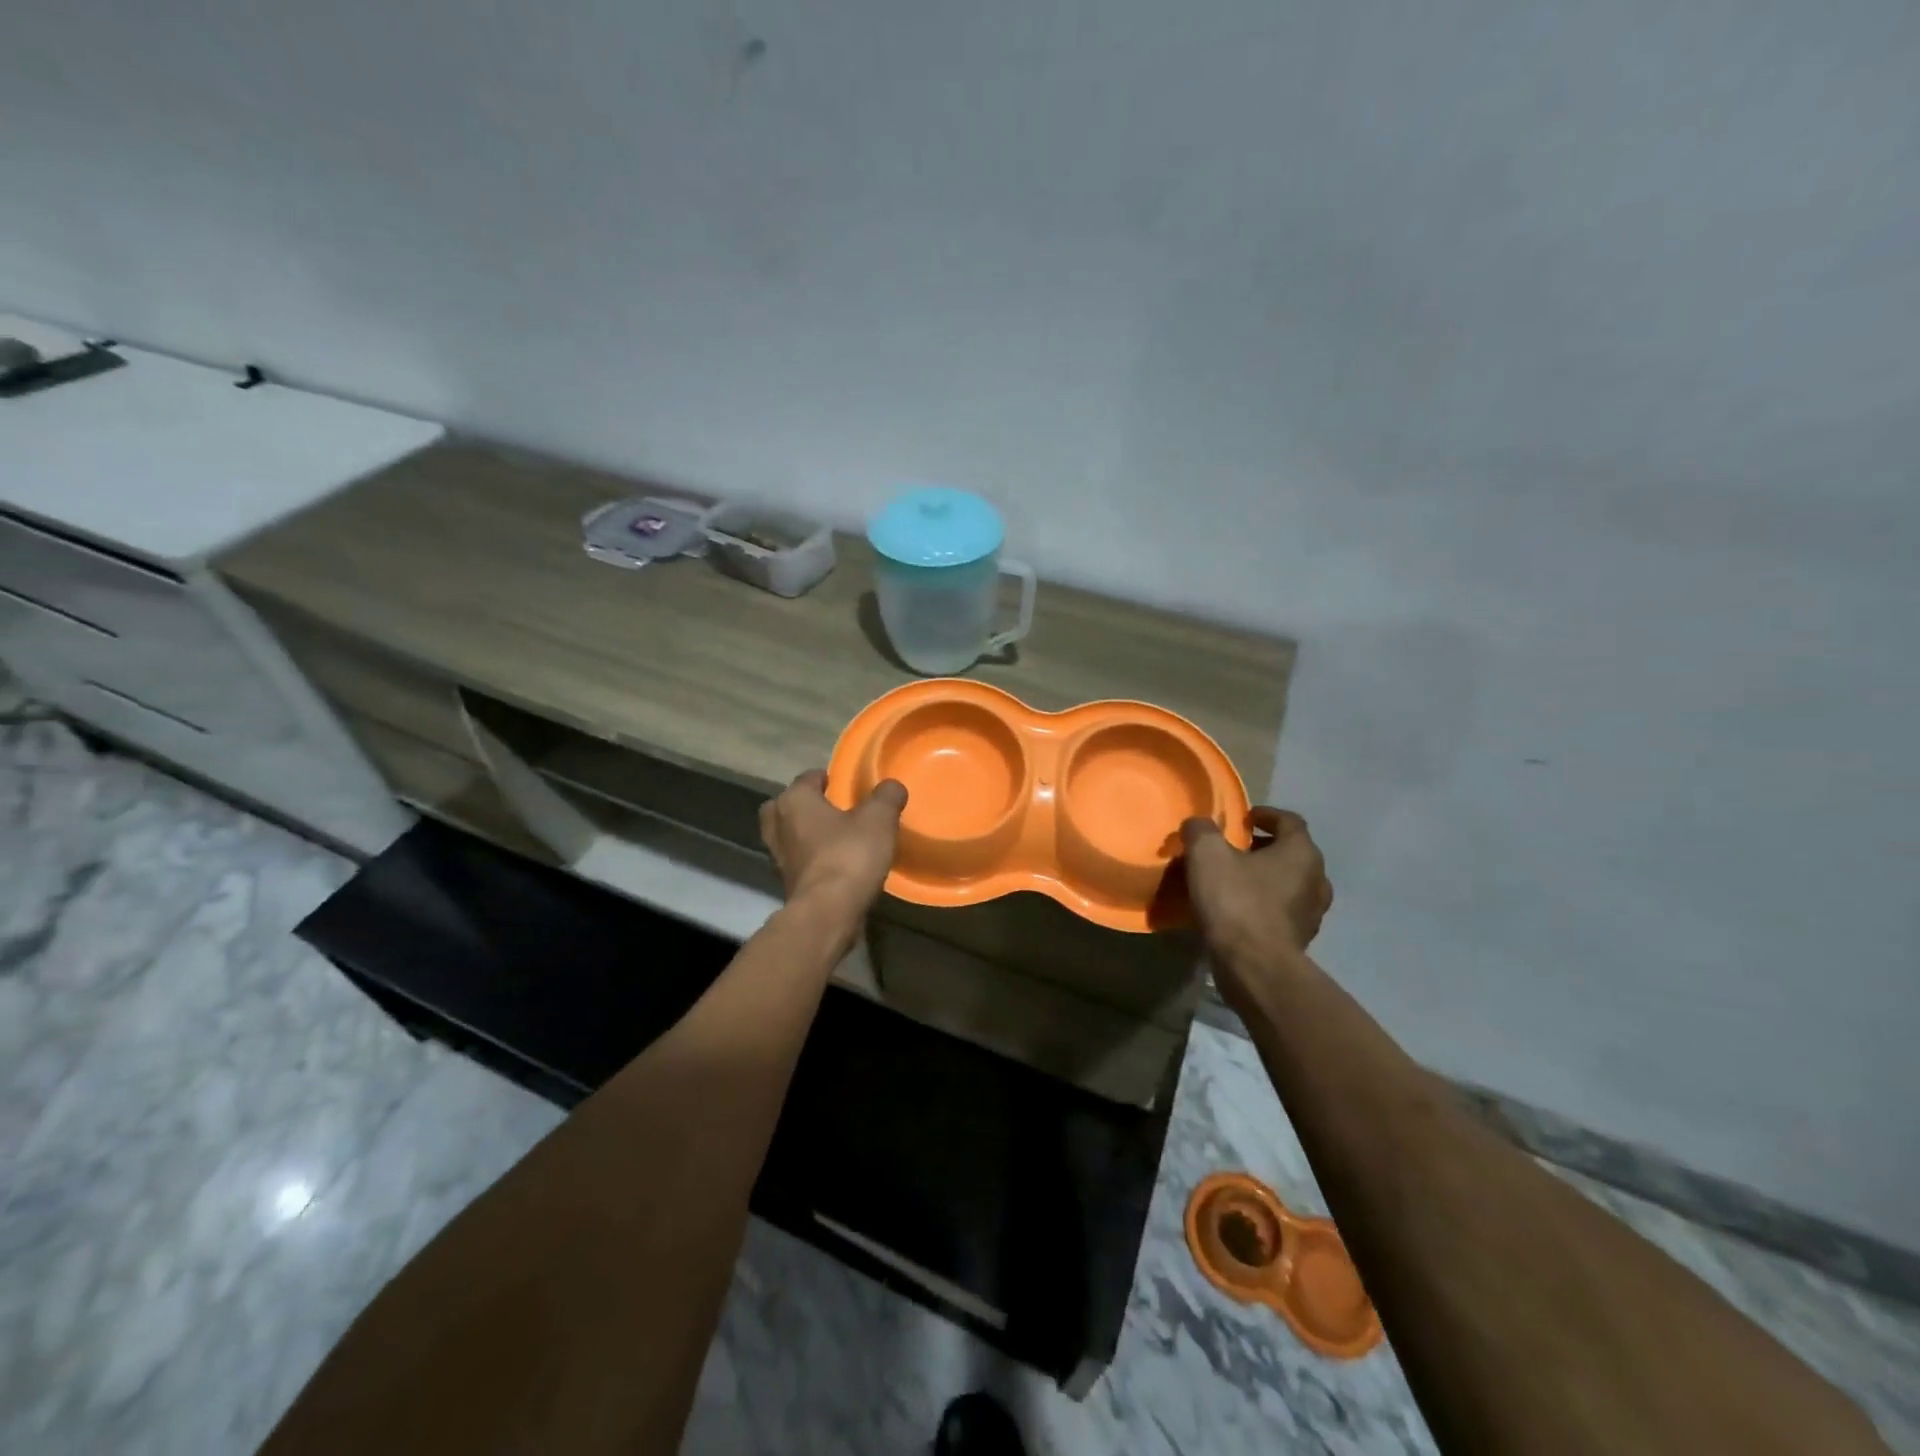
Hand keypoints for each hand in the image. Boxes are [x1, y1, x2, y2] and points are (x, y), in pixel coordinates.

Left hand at [759, 770, 907, 919]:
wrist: (828, 912)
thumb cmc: (849, 855)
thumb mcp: (879, 819)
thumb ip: (886, 797)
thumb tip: (892, 786)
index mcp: (794, 800)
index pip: (807, 778)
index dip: (827, 778)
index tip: (845, 784)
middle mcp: (778, 825)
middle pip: (786, 806)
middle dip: (805, 806)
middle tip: (831, 809)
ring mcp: (778, 857)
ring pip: (789, 836)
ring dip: (806, 834)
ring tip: (835, 837)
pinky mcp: (786, 884)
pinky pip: (798, 861)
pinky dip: (811, 860)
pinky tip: (835, 864)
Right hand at [1179, 807, 1332, 1003]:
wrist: (1254, 966)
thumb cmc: (1236, 901)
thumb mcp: (1206, 854)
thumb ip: (1201, 830)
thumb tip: (1198, 825)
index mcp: (1301, 853)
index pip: (1290, 821)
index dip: (1266, 815)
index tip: (1244, 818)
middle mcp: (1317, 880)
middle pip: (1291, 853)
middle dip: (1263, 848)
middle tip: (1233, 850)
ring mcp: (1312, 914)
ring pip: (1289, 885)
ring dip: (1265, 879)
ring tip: (1234, 882)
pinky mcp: (1300, 941)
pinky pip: (1282, 912)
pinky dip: (1264, 905)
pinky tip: (1238, 912)